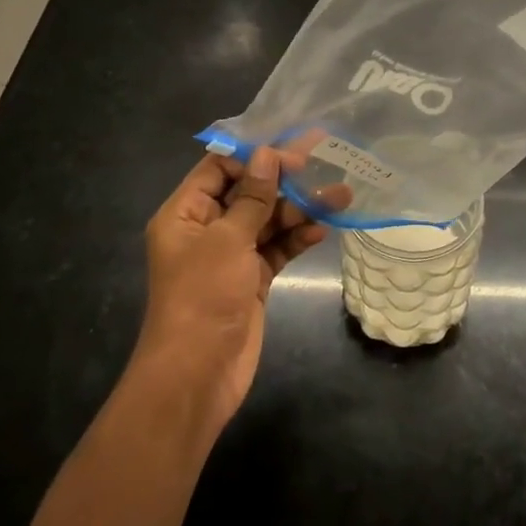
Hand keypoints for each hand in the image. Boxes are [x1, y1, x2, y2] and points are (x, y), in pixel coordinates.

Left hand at [136, 146, 344, 428]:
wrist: (196, 377)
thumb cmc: (202, 297)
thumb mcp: (227, 240)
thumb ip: (252, 197)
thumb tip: (268, 154)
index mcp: (185, 213)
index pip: (219, 168)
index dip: (254, 155)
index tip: (291, 148)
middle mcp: (206, 229)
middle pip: (248, 191)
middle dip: (284, 179)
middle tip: (323, 159)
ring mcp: (230, 255)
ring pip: (268, 220)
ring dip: (300, 209)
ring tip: (340, 196)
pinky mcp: (251, 279)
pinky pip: (276, 248)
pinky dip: (297, 238)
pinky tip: (321, 230)